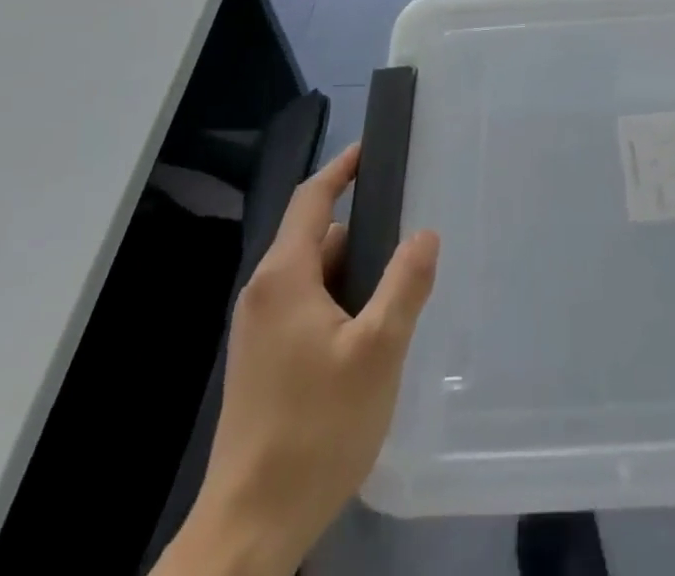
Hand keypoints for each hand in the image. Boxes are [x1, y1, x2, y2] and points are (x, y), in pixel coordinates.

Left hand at [160, 144, 440, 575]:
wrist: (250, 526)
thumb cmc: (316, 427)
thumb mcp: (378, 350)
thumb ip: (404, 284)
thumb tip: (424, 233)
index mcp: (284, 276)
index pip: (313, 199)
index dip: (342, 168)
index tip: (372, 148)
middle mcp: (265, 293)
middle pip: (316, 237)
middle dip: (362, 228)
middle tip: (410, 229)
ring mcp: (259, 331)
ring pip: (313, 276)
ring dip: (353, 271)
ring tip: (400, 284)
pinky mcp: (263, 362)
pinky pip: (306, 306)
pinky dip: (339, 300)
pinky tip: (371, 331)